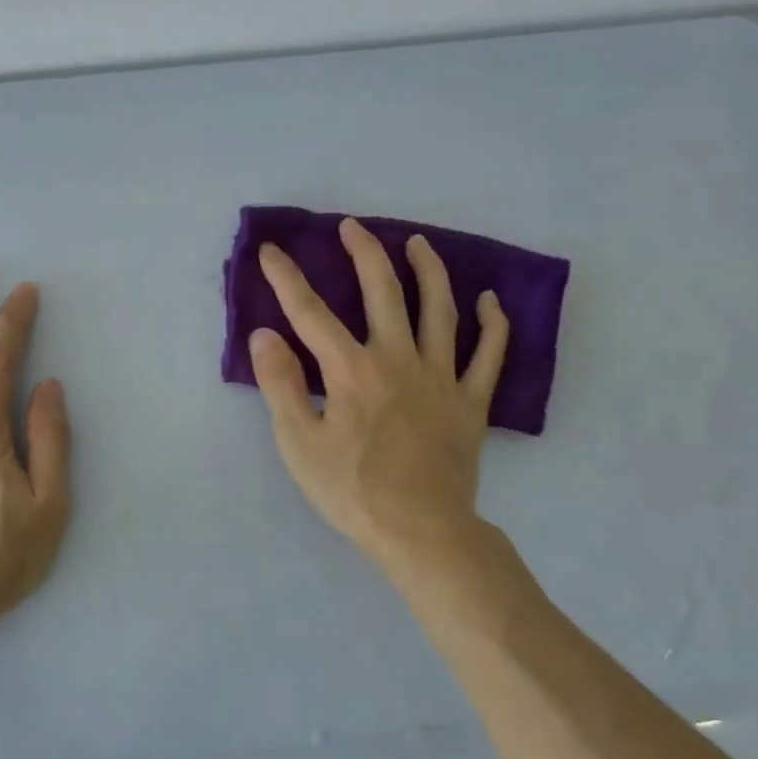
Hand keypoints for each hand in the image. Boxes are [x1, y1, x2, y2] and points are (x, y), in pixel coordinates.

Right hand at [250, 219, 507, 578]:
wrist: (420, 531)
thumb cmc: (352, 491)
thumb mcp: (299, 443)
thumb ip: (280, 384)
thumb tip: (265, 335)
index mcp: (351, 370)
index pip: (310, 313)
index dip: (287, 278)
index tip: (271, 250)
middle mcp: (397, 359)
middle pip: (382, 292)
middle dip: (364, 253)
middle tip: (352, 227)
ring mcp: (441, 377)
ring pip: (439, 309)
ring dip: (429, 271)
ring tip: (419, 244)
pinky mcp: (470, 402)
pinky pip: (489, 354)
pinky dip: (492, 324)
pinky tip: (490, 300)